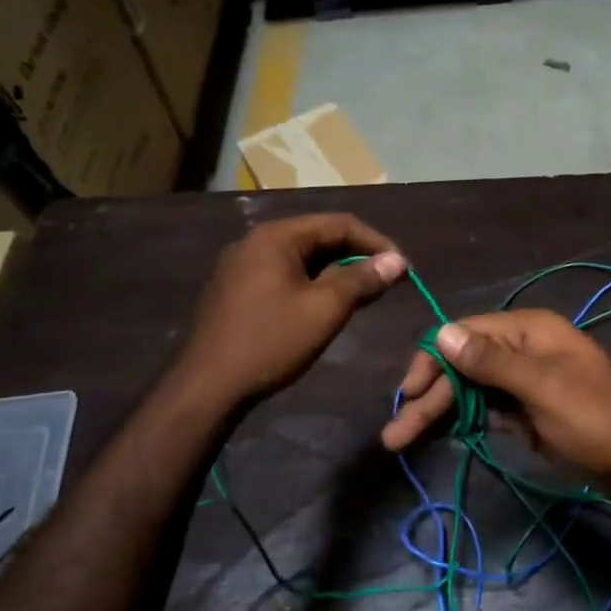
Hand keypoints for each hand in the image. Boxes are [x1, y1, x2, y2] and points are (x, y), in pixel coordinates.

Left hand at [178, 213, 405, 404]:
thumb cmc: (271, 342)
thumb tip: (398, 260)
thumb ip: (362, 279)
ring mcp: (242, 265)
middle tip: (387, 282)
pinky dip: (312, 283)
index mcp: (276, 236)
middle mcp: (256, 241)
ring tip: (363, 295)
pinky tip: (326, 305)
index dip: (377, 243)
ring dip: (336, 272)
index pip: (339, 224)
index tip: (403, 268)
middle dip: (357, 256)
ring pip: (302, 258)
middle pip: (318, 237)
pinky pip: (284, 274)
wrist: (208, 386)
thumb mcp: (325, 309)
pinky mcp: (236, 289)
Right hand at [380, 309, 610, 493]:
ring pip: (471, 390)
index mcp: (527, 330)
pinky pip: (487, 409)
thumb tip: (442, 333)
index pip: (463, 334)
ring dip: (439, 412)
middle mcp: (522, 348)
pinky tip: (440, 436)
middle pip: (462, 366)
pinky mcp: (529, 411)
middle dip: (429, 397)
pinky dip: (464, 421)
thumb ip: (492, 362)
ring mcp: (525, 381)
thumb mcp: (543, 387)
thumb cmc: (597, 417)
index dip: (431, 360)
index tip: (408, 394)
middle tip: (395, 436)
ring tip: (404, 441)